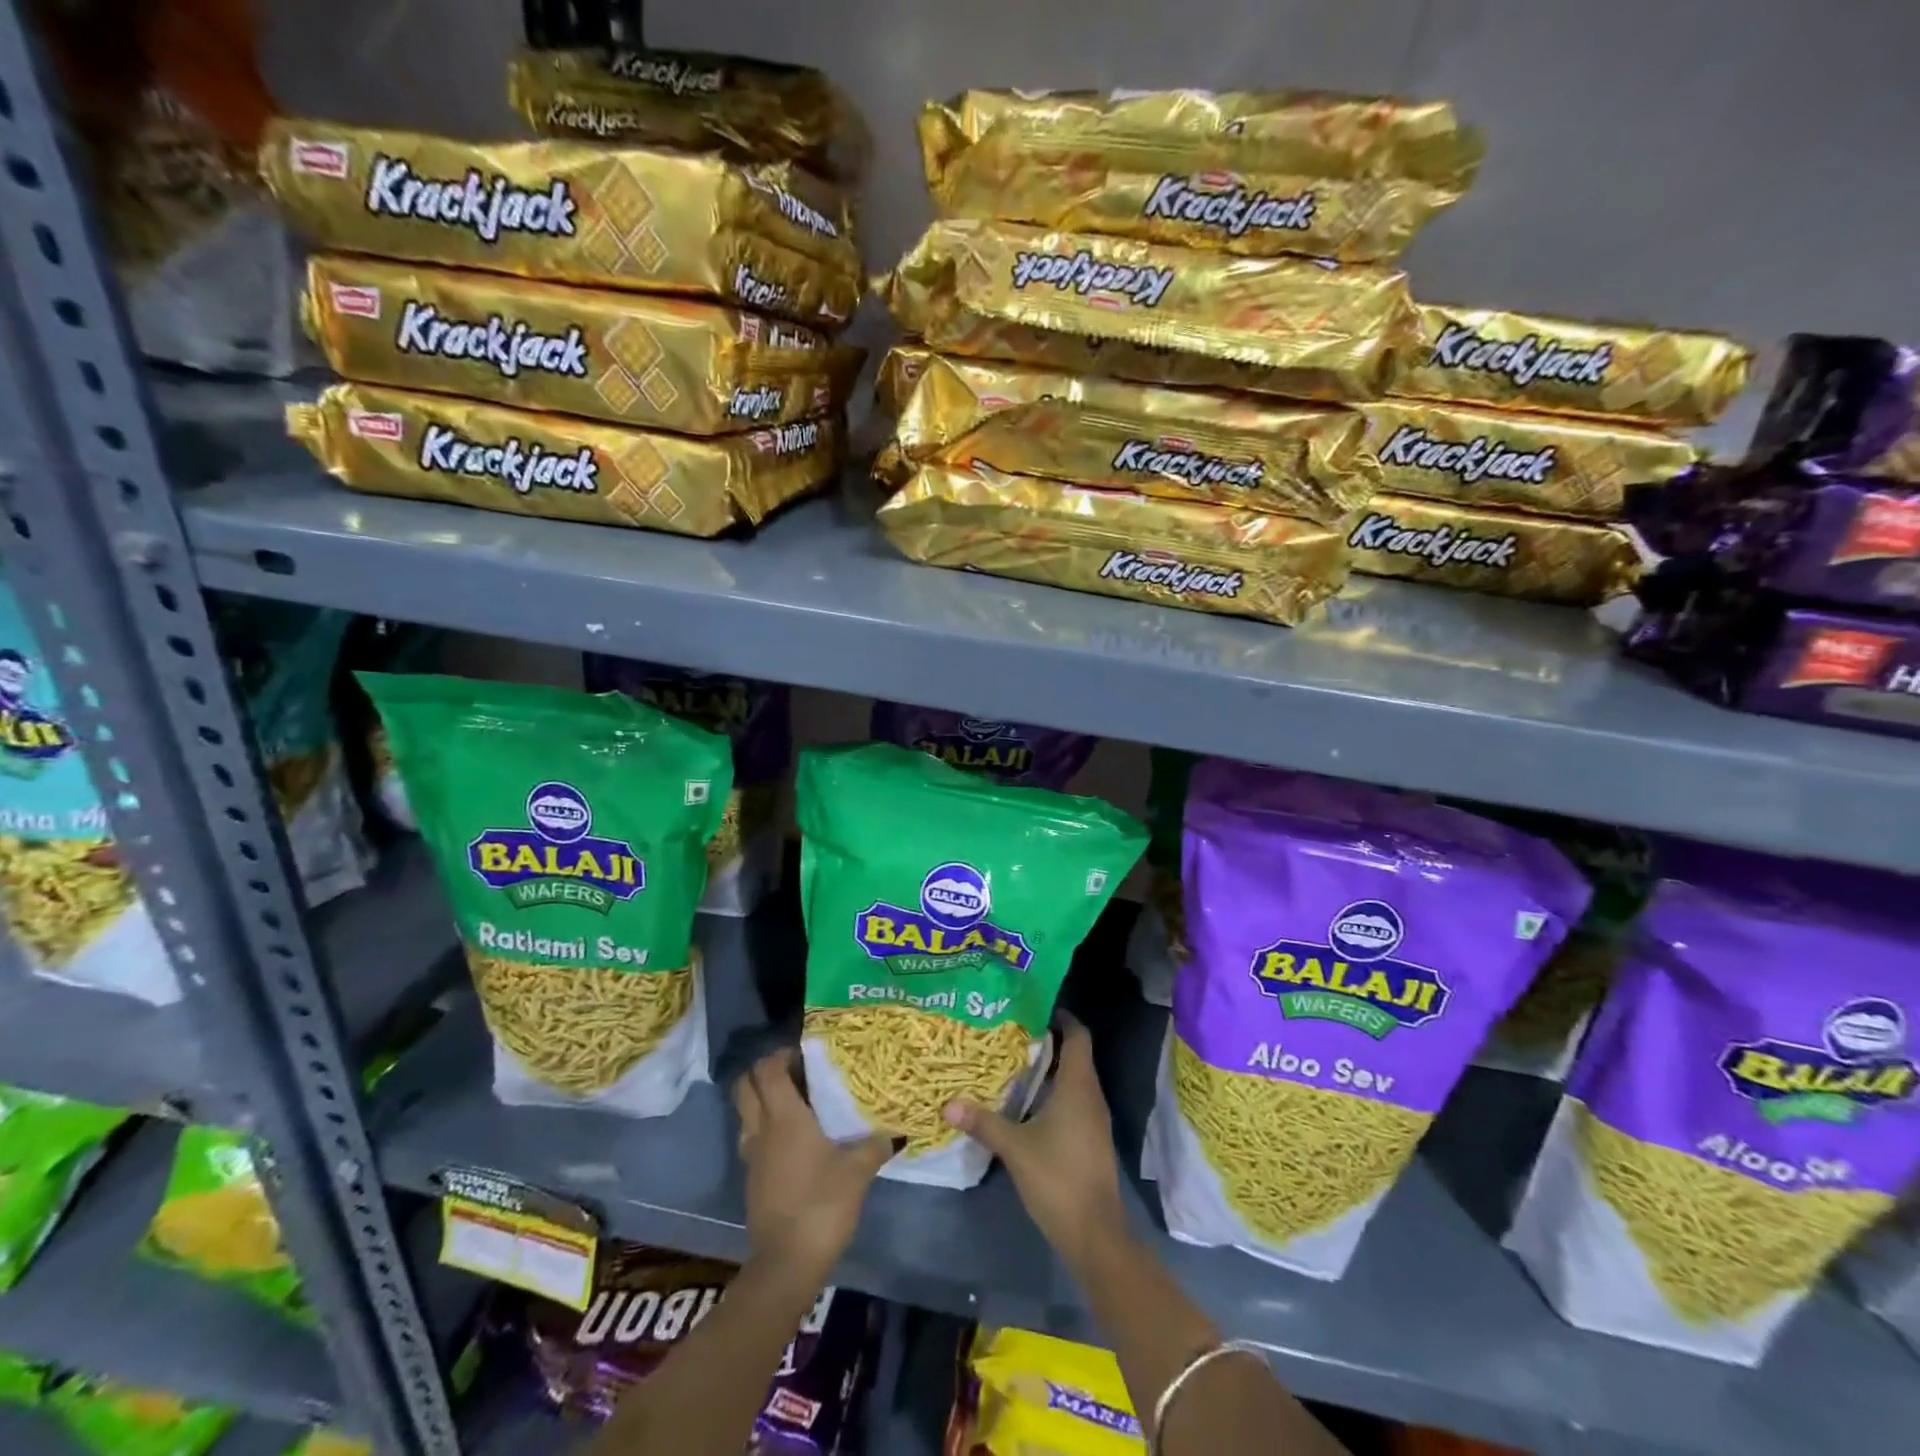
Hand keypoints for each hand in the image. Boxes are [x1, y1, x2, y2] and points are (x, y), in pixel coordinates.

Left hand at [733, 1050, 892, 1284]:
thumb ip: (875, 1145)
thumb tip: (894, 1132)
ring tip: (796, 1103)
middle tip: (795, 1073)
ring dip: (763, 1101)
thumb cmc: (822, 1205)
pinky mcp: (752, 1180)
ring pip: (746, 1114)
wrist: (787, 1264)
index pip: (767, 1070)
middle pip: (745, 1087)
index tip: (804, 1053)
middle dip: (763, 1072)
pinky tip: (794, 1141)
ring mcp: (753, 1157)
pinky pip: (753, 1140)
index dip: (781, 1054)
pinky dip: (766, 1129)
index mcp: (784, 1118)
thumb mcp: (857, 1172)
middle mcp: (762, 1130)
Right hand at [942, 1017, 1129, 1271]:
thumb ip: (983, 1123)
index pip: (1079, 1036)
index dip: (1062, 1017)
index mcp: (1079, 1086)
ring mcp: (1094, 1120)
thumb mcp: (1015, 1148)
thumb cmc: (1058, 1179)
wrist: (1095, 1234)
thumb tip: (949, 1104)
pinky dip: (1054, 1094)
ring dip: (1050, 1069)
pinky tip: (1027, 1103)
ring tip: (1014, 1062)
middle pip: (1075, 1055)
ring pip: (1074, 1080)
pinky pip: (1074, 1102)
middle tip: (1013, 1032)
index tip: (1035, 1007)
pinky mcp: (1091, 1140)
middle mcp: (1091, 1096)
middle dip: (1048, 1041)